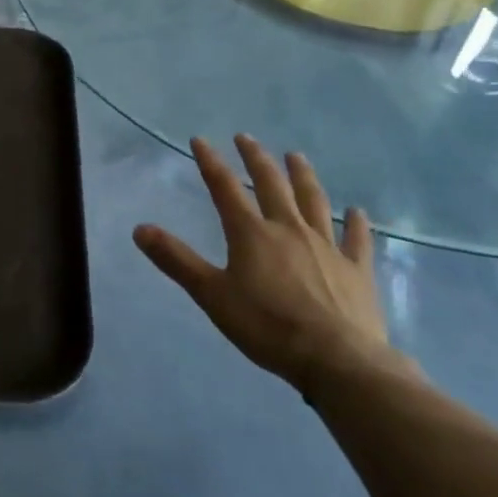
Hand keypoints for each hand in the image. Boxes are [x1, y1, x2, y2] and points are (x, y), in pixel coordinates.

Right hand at [133, 134, 400, 394]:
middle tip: (246, 137)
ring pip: (314, 201)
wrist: (337, 359)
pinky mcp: (357, 270)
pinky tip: (358, 212)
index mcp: (251, 233)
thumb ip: (176, 260)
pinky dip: (357, 224)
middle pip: (271, 184)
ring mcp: (327, 247)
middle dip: (256, 158)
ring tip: (295, 156)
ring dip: (303, 176)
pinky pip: (357, 239)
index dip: (211, 162)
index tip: (200, 139)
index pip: (225, 187)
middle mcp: (289, 229)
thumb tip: (139, 228)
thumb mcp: (211, 295)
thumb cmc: (267, 326)